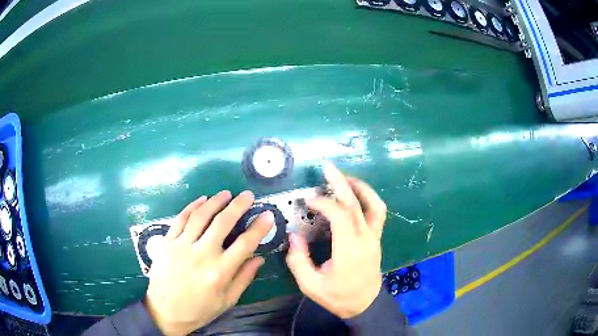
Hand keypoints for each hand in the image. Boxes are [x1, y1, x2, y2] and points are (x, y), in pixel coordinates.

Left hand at [145, 191, 273, 334]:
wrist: (165, 311)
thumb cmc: (199, 309)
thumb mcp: (227, 300)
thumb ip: (244, 278)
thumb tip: (259, 258)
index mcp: (219, 272)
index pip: (245, 244)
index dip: (259, 227)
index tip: (268, 215)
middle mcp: (201, 255)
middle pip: (222, 222)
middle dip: (238, 205)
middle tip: (248, 195)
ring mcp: (182, 246)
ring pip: (201, 215)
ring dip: (215, 201)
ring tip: (227, 193)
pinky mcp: (167, 242)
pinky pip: (181, 218)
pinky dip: (192, 206)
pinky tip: (202, 199)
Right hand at [286, 163, 386, 318]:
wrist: (365, 305)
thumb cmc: (338, 297)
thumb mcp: (311, 285)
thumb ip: (298, 261)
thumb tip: (294, 236)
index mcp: (349, 250)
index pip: (340, 215)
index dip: (324, 203)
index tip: (308, 200)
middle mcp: (365, 238)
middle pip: (356, 203)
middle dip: (341, 183)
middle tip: (328, 168)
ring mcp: (374, 237)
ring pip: (374, 204)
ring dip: (360, 187)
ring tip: (343, 178)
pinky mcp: (376, 238)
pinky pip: (377, 212)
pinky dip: (368, 198)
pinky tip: (355, 195)